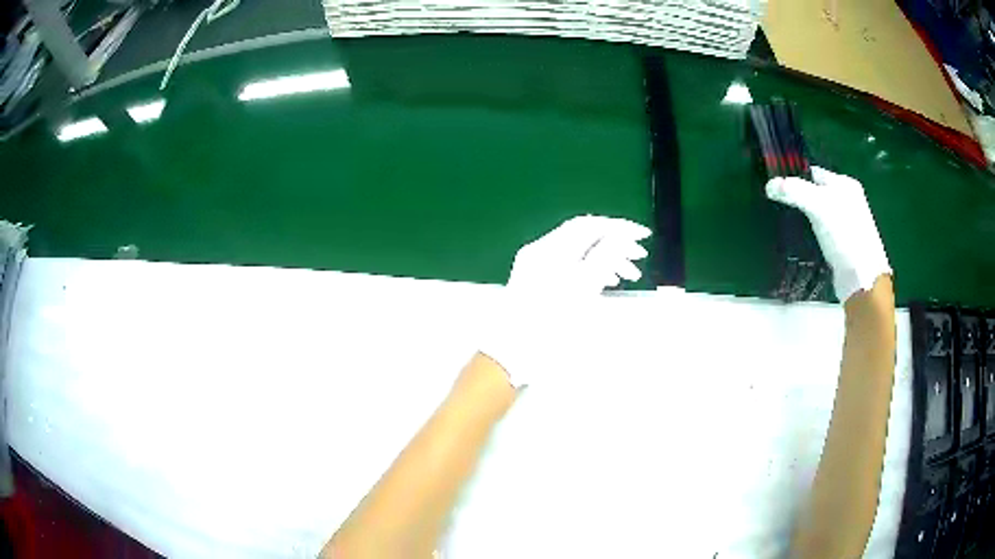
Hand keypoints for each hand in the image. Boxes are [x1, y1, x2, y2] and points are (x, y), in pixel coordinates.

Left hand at [479, 215, 651, 386]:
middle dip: (615, 244)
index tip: (643, 236)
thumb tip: (621, 237)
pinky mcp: (536, 281)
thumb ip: (603, 260)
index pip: (588, 225)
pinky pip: (569, 265)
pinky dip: (590, 269)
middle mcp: (541, 252)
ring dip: (605, 258)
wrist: (513, 355)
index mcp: (550, 251)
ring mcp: (536, 266)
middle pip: (583, 237)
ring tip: (629, 275)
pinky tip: (608, 280)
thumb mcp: (582, 293)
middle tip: (640, 258)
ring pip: (578, 252)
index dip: (618, 227)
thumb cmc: (549, 327)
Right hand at [765, 167, 890, 302]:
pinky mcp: (843, 245)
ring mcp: (847, 223)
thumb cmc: (844, 234)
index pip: (814, 173)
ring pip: (818, 214)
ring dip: (804, 219)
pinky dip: (811, 235)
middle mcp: (848, 200)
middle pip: (816, 193)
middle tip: (780, 206)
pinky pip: (822, 232)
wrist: (861, 276)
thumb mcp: (818, 205)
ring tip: (787, 224)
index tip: (777, 188)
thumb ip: (793, 190)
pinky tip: (801, 240)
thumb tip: (769, 185)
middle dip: (799, 199)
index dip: (795, 177)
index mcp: (845, 184)